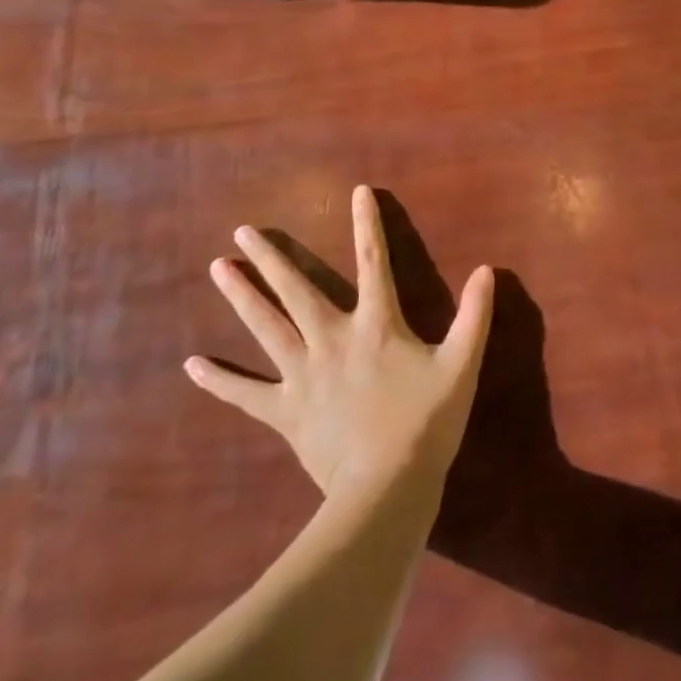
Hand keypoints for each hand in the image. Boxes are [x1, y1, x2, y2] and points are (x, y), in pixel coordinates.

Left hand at [185, 186, 495, 502]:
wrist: (387, 488)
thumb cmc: (426, 423)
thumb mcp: (461, 365)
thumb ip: (475, 316)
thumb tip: (488, 270)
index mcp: (376, 325)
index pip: (373, 261)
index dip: (367, 224)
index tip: (357, 192)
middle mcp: (332, 339)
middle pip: (296, 289)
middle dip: (271, 257)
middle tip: (243, 230)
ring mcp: (303, 375)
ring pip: (266, 327)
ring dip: (241, 296)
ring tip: (217, 268)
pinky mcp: (285, 411)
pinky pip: (246, 393)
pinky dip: (219, 380)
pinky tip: (192, 365)